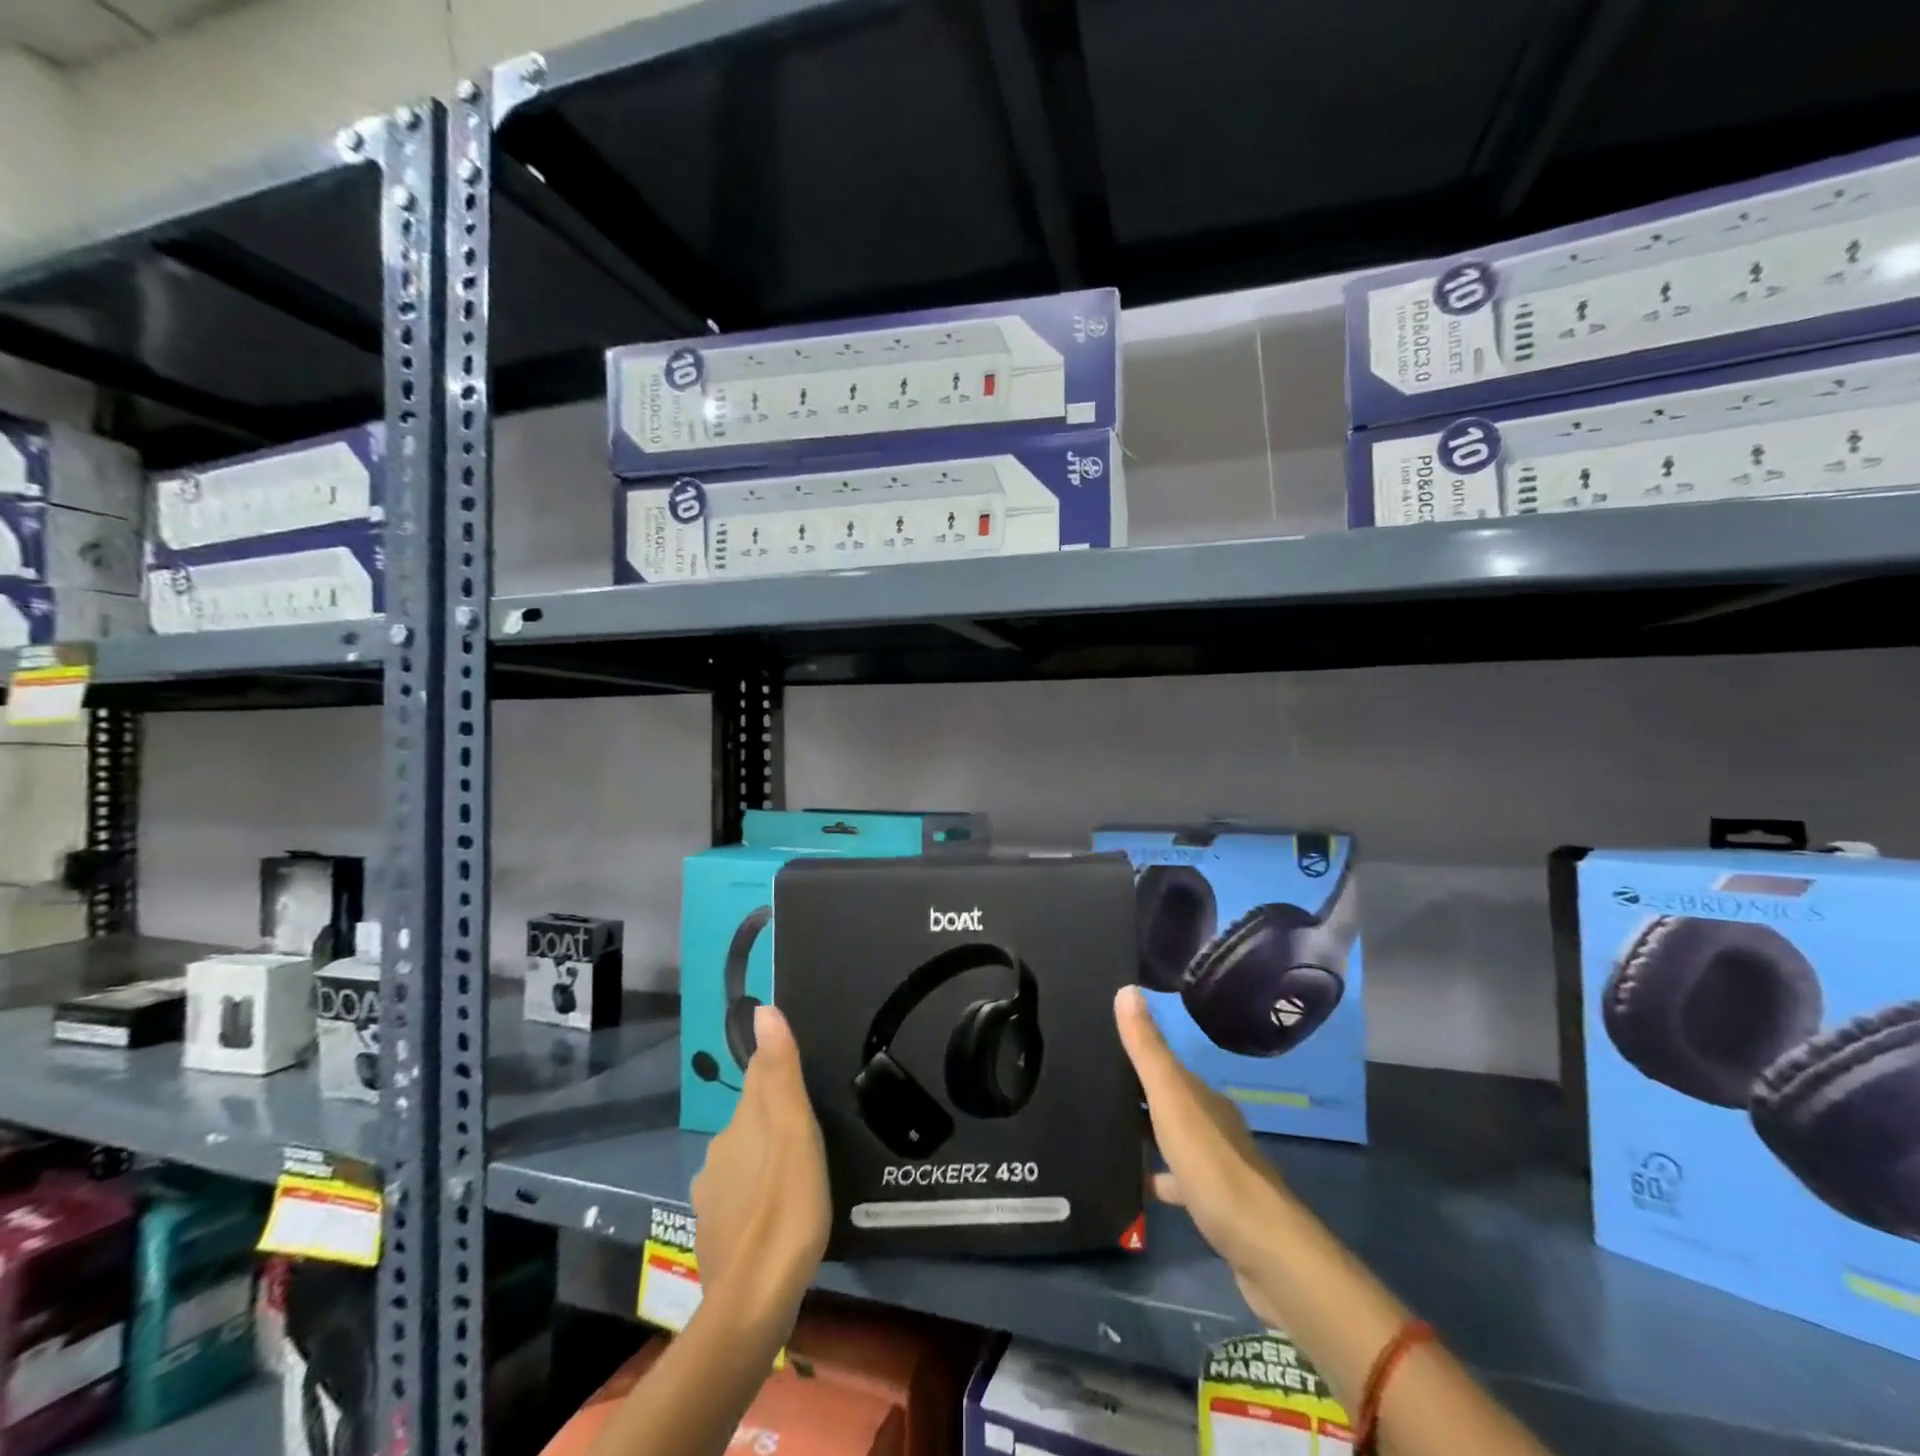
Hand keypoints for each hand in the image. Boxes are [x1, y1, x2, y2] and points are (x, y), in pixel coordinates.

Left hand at [690, 1005, 830, 1339]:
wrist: (753, 1302)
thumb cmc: (786, 1205)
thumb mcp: (795, 1132)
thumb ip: (780, 1071)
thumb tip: (762, 1009)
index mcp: (740, 1123)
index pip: (758, 1077)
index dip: (778, 1068)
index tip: (802, 1072)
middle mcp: (718, 1151)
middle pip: (750, 1119)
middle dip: (774, 1116)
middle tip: (811, 1126)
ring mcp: (712, 1196)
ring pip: (743, 1159)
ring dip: (765, 1156)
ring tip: (798, 1170)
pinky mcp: (714, 1233)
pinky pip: (738, 1197)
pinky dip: (756, 1194)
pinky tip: (776, 1211)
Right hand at [1114, 986, 1294, 1323]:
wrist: (1264, 1249)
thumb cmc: (1213, 1166)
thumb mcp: (1172, 1101)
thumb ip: (1148, 1050)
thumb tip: (1127, 989)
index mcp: (1203, 1097)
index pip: (1165, 1065)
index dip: (1136, 1054)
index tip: (1099, 1048)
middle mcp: (1213, 1124)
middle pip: (1169, 1101)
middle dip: (1136, 1095)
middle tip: (1091, 1089)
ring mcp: (1217, 1167)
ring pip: (1173, 1140)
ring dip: (1146, 1136)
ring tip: (1102, 1134)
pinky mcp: (1215, 1206)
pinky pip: (1177, 1182)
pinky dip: (1156, 1179)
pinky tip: (1132, 1187)